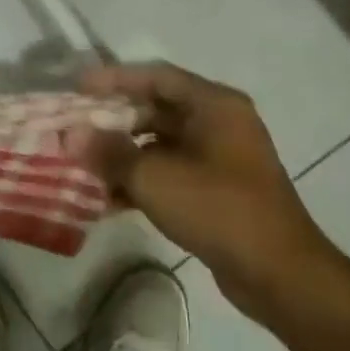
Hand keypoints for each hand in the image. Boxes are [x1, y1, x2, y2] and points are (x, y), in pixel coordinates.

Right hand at [82, 62, 349, 323]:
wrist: (278, 274)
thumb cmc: (218, 209)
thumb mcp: (154, 177)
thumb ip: (109, 152)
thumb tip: (71, 135)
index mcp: (213, 105)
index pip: (155, 76)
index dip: (113, 79)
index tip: (76, 89)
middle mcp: (218, 123)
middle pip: (155, 109)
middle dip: (112, 121)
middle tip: (73, 129)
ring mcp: (218, 158)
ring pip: (158, 145)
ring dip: (121, 155)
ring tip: (81, 166)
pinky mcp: (215, 191)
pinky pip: (168, 174)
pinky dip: (139, 182)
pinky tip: (105, 200)